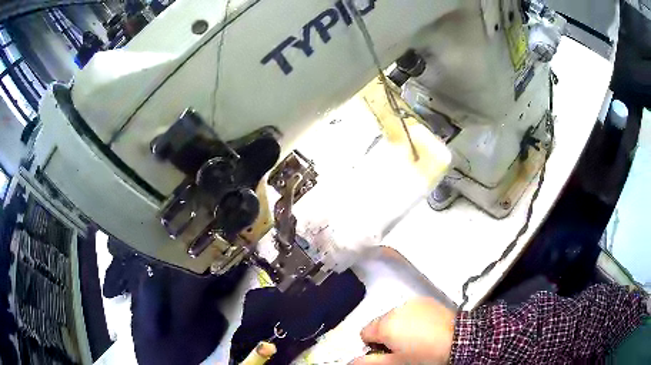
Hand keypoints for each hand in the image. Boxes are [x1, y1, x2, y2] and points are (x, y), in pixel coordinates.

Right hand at [353, 298, 455, 364]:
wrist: (458, 340)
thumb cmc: (427, 354)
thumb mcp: (394, 363)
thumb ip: (368, 362)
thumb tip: (352, 362)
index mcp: (385, 324)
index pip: (364, 333)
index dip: (372, 346)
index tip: (386, 353)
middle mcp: (396, 309)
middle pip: (380, 324)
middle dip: (386, 336)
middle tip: (401, 350)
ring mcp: (412, 303)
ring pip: (395, 317)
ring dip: (399, 328)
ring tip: (415, 340)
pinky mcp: (426, 301)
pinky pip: (410, 311)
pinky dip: (412, 320)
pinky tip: (424, 331)